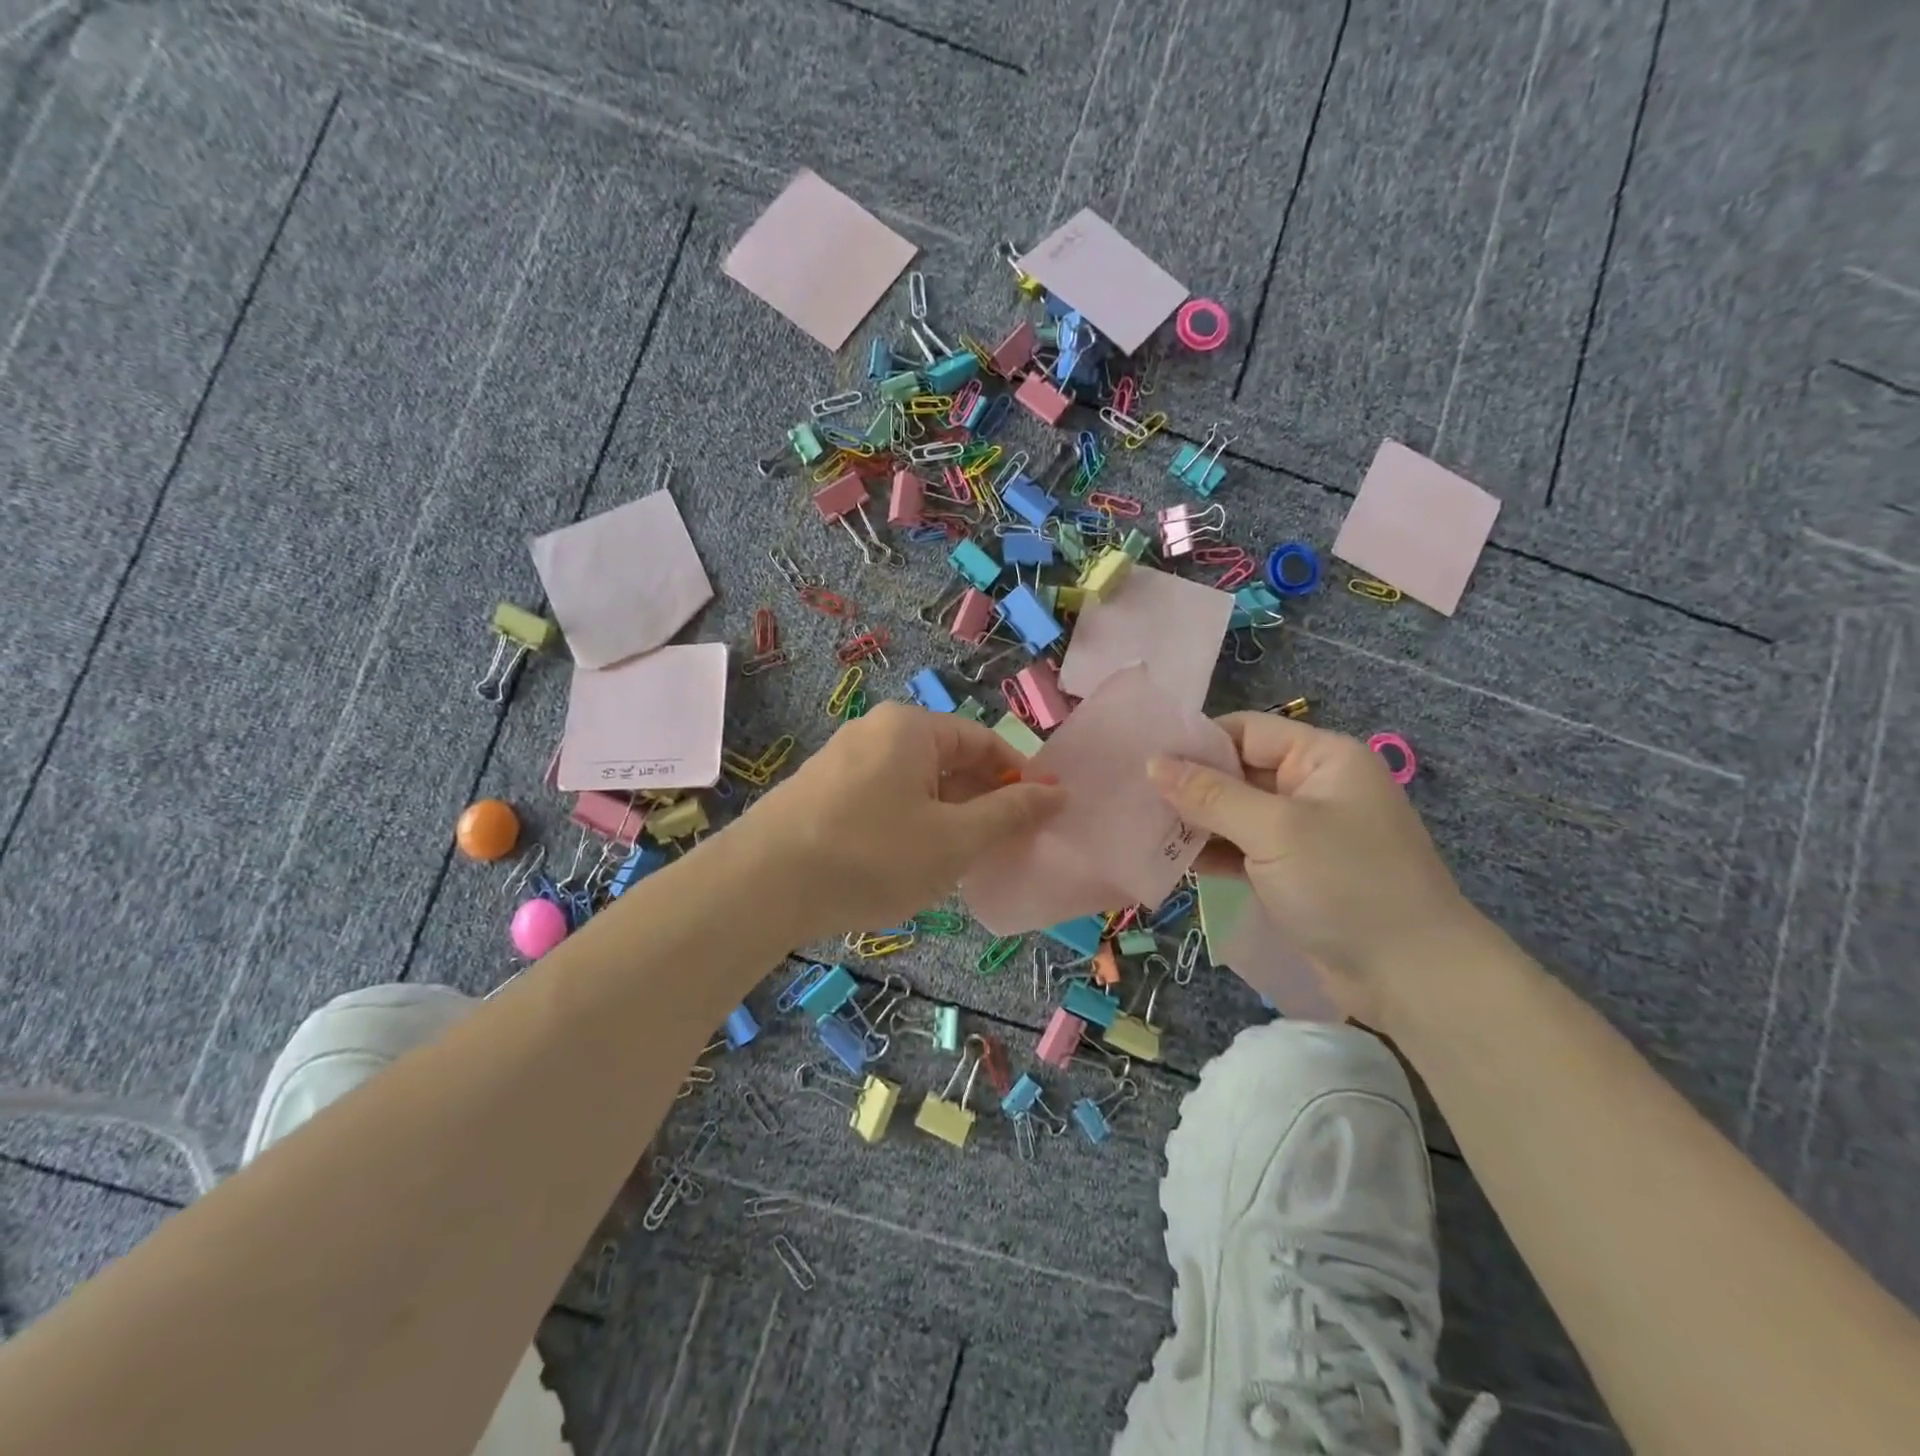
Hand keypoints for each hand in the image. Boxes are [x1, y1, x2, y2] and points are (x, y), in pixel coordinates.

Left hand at [741, 703, 1065, 943]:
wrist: (760, 886)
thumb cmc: (872, 855)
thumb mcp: (954, 840)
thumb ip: (1009, 814)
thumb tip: (1057, 792)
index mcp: (911, 728)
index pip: (984, 741)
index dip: (1018, 778)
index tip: (1038, 820)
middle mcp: (875, 731)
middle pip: (948, 760)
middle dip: (980, 802)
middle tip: (998, 850)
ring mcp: (842, 761)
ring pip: (915, 784)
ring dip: (945, 818)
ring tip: (955, 864)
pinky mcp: (819, 793)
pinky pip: (882, 800)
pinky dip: (908, 826)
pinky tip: (905, 865)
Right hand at [1148, 712, 1480, 1022]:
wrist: (1413, 977)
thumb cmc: (1347, 884)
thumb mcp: (1275, 830)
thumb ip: (1210, 795)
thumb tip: (1153, 762)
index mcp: (1323, 758)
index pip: (1246, 731)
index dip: (1196, 743)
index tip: (1143, 759)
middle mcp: (1313, 787)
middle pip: (1237, 772)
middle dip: (1189, 786)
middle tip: (1132, 797)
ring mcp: (1304, 833)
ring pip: (1236, 814)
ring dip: (1195, 823)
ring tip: (1141, 829)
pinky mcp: (1294, 873)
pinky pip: (1243, 850)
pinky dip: (1212, 853)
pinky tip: (1171, 860)